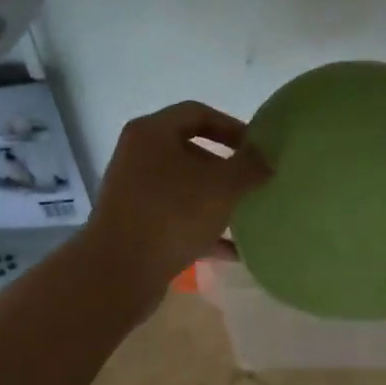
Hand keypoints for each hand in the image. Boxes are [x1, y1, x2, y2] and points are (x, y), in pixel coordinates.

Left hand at [84, 101, 269, 294]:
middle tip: (255, 183)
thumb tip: (265, 158)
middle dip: (226, 168)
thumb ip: (249, 166)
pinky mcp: (137, 226)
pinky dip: (204, 230)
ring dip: (217, 201)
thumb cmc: (173, 214)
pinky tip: (233, 250)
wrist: (120, 270)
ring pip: (185, 189)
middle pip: (190, 152)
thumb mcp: (222, 186)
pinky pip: (177, 219)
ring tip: (248, 216)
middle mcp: (138, 157)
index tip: (258, 148)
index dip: (232, 126)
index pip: (198, 113)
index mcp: (152, 133)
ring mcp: (135, 193)